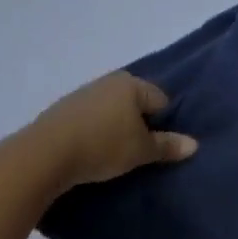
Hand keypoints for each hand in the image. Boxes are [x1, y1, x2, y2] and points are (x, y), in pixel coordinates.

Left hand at [17, 71, 197, 193]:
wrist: (43, 155)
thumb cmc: (101, 146)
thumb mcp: (139, 151)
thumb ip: (166, 146)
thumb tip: (194, 144)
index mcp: (132, 84)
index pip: (160, 100)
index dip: (162, 124)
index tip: (154, 147)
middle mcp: (109, 81)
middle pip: (134, 103)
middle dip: (137, 124)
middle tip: (134, 152)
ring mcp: (83, 94)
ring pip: (109, 111)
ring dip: (113, 128)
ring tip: (109, 156)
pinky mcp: (61, 111)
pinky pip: (88, 120)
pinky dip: (92, 133)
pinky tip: (87, 153)